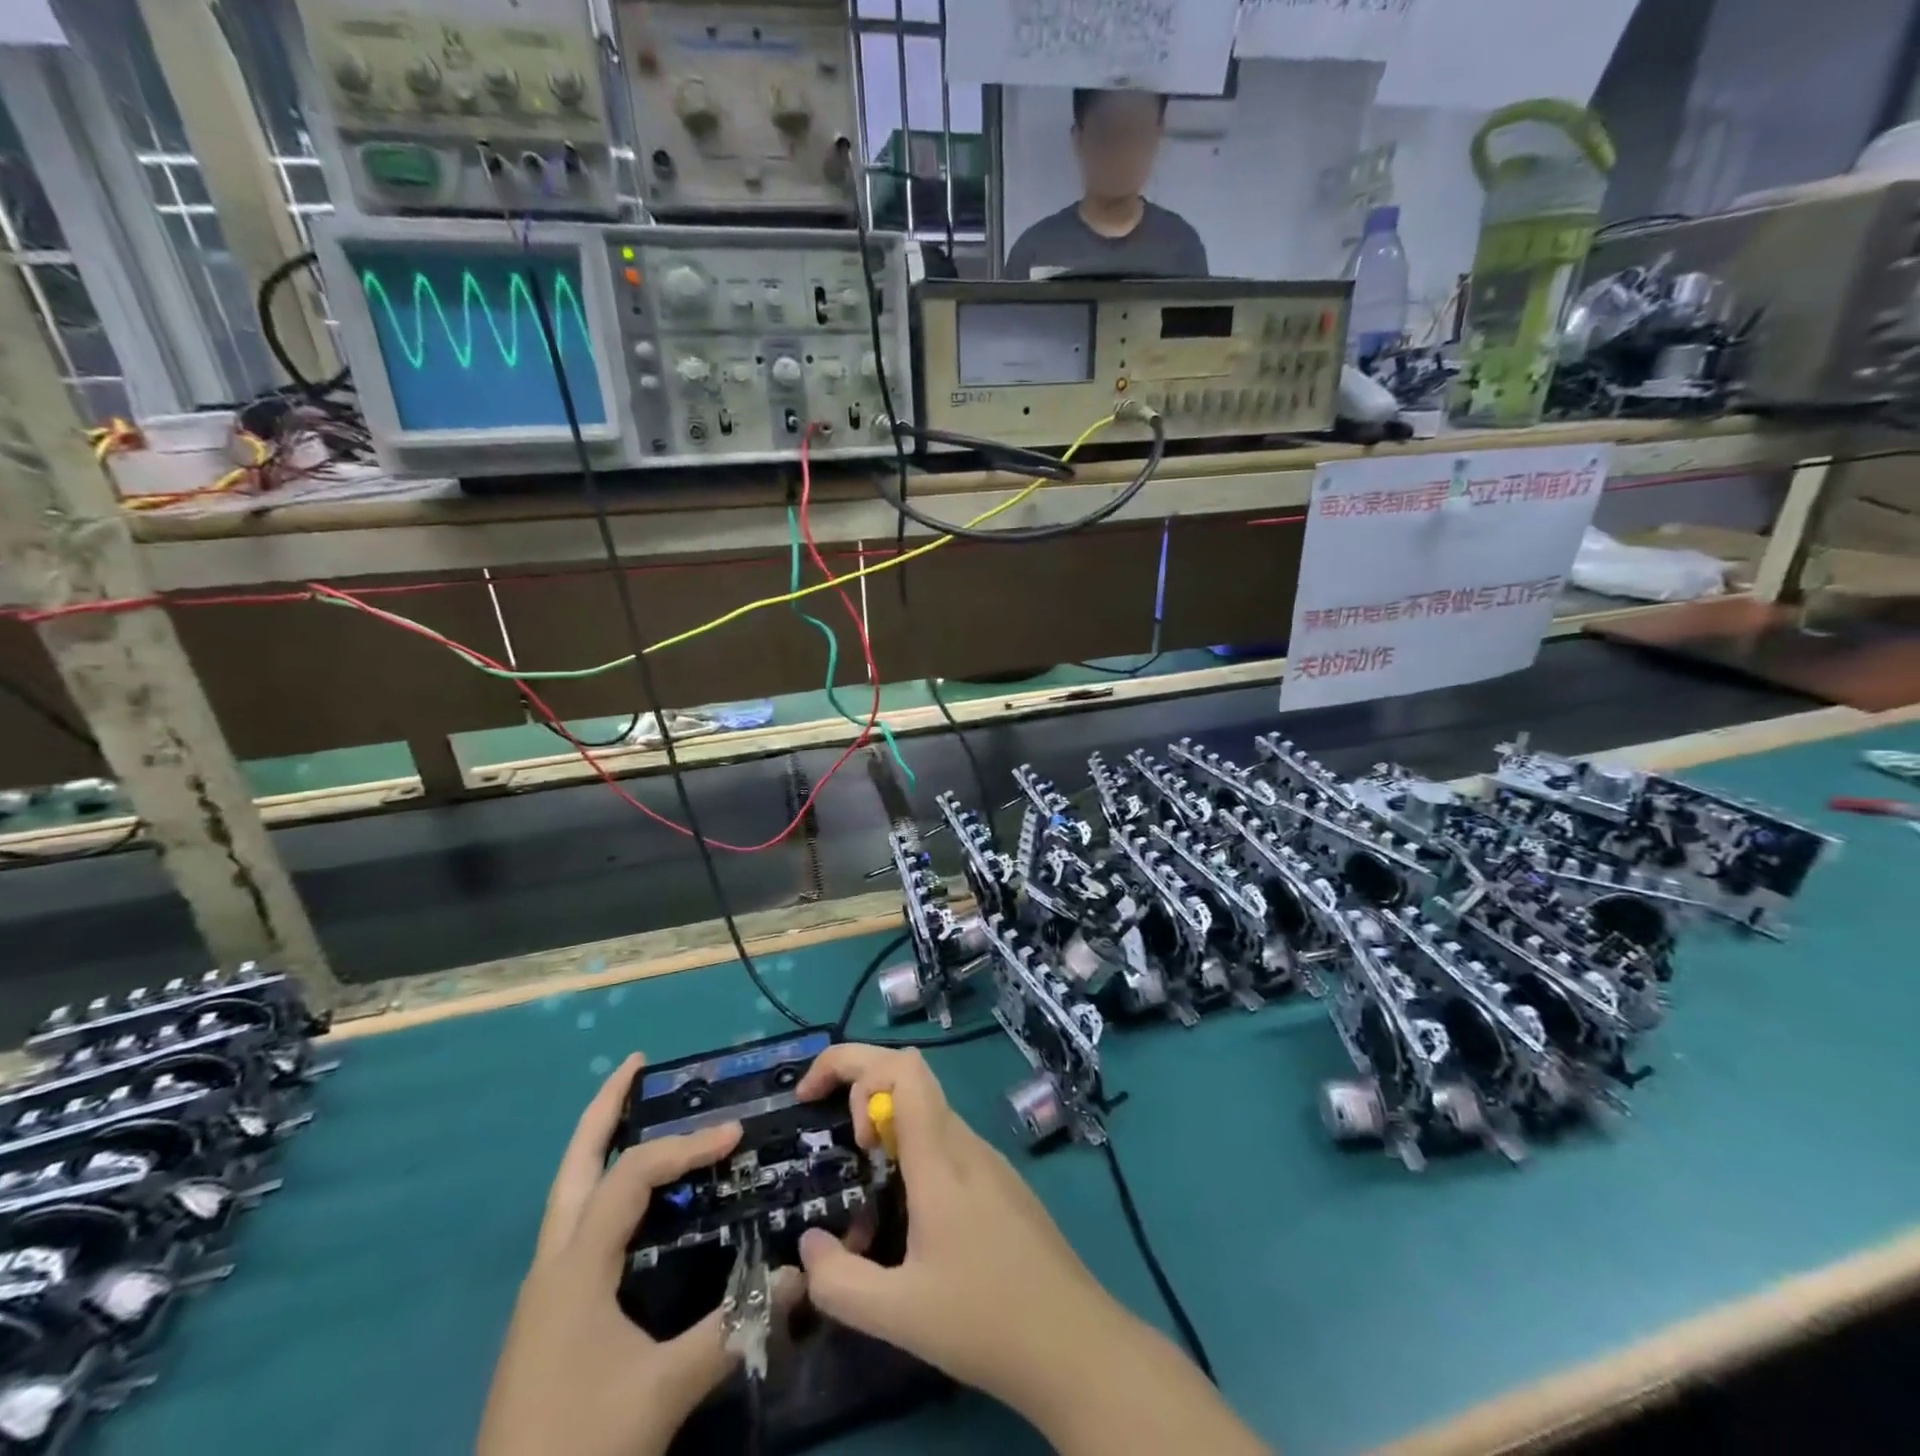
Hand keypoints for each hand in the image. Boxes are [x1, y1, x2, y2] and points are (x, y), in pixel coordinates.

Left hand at [476, 1055, 744, 1455]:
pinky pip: (578, 1225)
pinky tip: (633, 1203)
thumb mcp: (663, 1391)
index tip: (735, 1135)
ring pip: (569, 1194)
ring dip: (600, 1145)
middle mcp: (553, 1264)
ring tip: (635, 1112)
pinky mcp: (547, 1316)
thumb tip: (800, 1277)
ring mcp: (544, 1291)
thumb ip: (734, 1328)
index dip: (686, 1146)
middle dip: (605, 1109)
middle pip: (575, 1164)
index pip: (634, 1175)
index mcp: (576, 1266)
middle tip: (637, 1064)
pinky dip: (604, 1189)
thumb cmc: (580, 1446)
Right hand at [791, 1045, 1115, 1418]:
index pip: (902, 1067)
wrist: (1075, 1341)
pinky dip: (910, 1148)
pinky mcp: (999, 1180)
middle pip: (909, 1076)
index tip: (819, 1107)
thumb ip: (838, 1283)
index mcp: (940, 1156)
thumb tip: (807, 1246)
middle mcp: (964, 1142)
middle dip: (859, 1083)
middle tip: (837, 1140)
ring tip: (864, 1180)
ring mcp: (987, 1158)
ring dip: (885, 1123)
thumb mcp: (898, 1314)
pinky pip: (945, 1140)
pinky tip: (905, 1209)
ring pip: (926, 1109)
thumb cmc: (986, 1320)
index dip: (853, 1065)